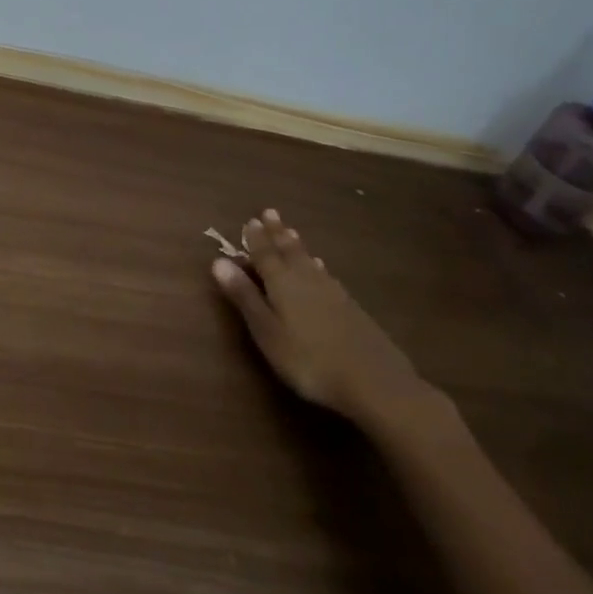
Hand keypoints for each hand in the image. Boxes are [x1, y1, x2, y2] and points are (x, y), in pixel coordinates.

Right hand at [212, 209, 451, 439]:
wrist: (374, 381)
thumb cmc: (308, 360)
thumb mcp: (267, 332)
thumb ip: (244, 297)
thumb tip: (219, 261)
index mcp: (282, 282)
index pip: (264, 254)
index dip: (255, 238)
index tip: (250, 220)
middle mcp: (306, 278)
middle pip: (288, 250)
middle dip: (277, 233)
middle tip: (270, 212)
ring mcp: (332, 291)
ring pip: (308, 260)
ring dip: (296, 245)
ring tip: (290, 232)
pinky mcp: (350, 306)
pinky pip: (326, 274)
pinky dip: (317, 264)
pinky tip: (321, 267)